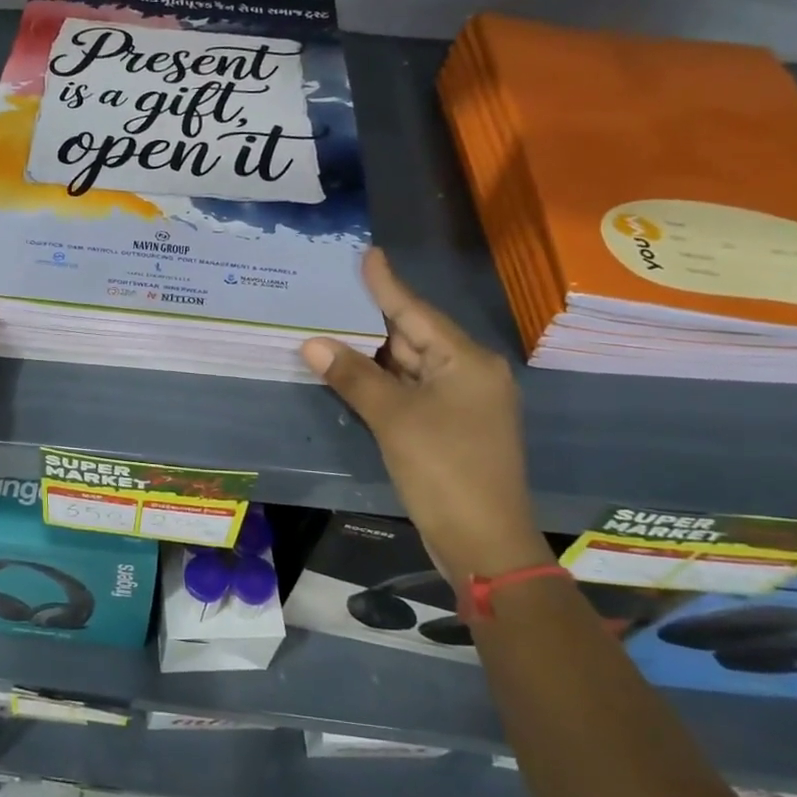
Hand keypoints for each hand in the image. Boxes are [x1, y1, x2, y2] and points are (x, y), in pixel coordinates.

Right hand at [301, 249, 543, 583]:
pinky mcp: (451, 428)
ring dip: (374, 354)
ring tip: (334, 325)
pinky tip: (353, 372)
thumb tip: (312, 342)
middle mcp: (470, 374)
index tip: (367, 253)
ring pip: (411, 366)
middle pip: (415, 337)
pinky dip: (383, 383)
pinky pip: (412, 392)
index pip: (417, 312)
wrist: (484, 543)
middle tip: (334, 292)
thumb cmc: (445, 470)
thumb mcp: (394, 419)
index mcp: (467, 361)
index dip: (387, 284)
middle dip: (374, 319)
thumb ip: (353, 377)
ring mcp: (462, 403)